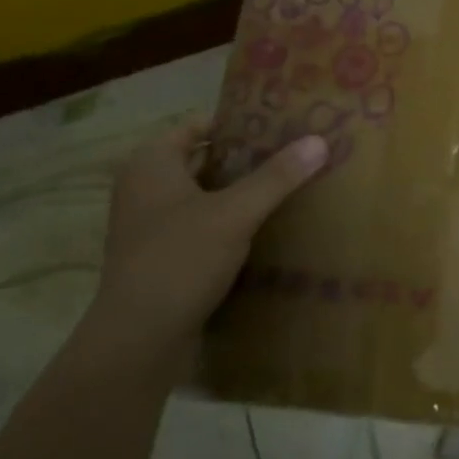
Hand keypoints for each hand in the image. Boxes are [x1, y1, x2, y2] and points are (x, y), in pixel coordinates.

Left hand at [90, 120, 325, 349]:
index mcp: (152, 163)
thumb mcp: (235, 214)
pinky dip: (227, 219)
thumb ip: (276, 177)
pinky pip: (199, 222)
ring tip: (286, 188)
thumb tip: (318, 141)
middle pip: (202, 158)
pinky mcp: (160, 253)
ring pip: (203, 193)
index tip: (281, 127)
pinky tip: (263, 228)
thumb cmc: (180, 260)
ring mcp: (149, 222)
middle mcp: (144, 186)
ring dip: (239, 191)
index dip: (239, 122)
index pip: (198, 125)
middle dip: (246, 158)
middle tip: (293, 155)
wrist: (140, 335)